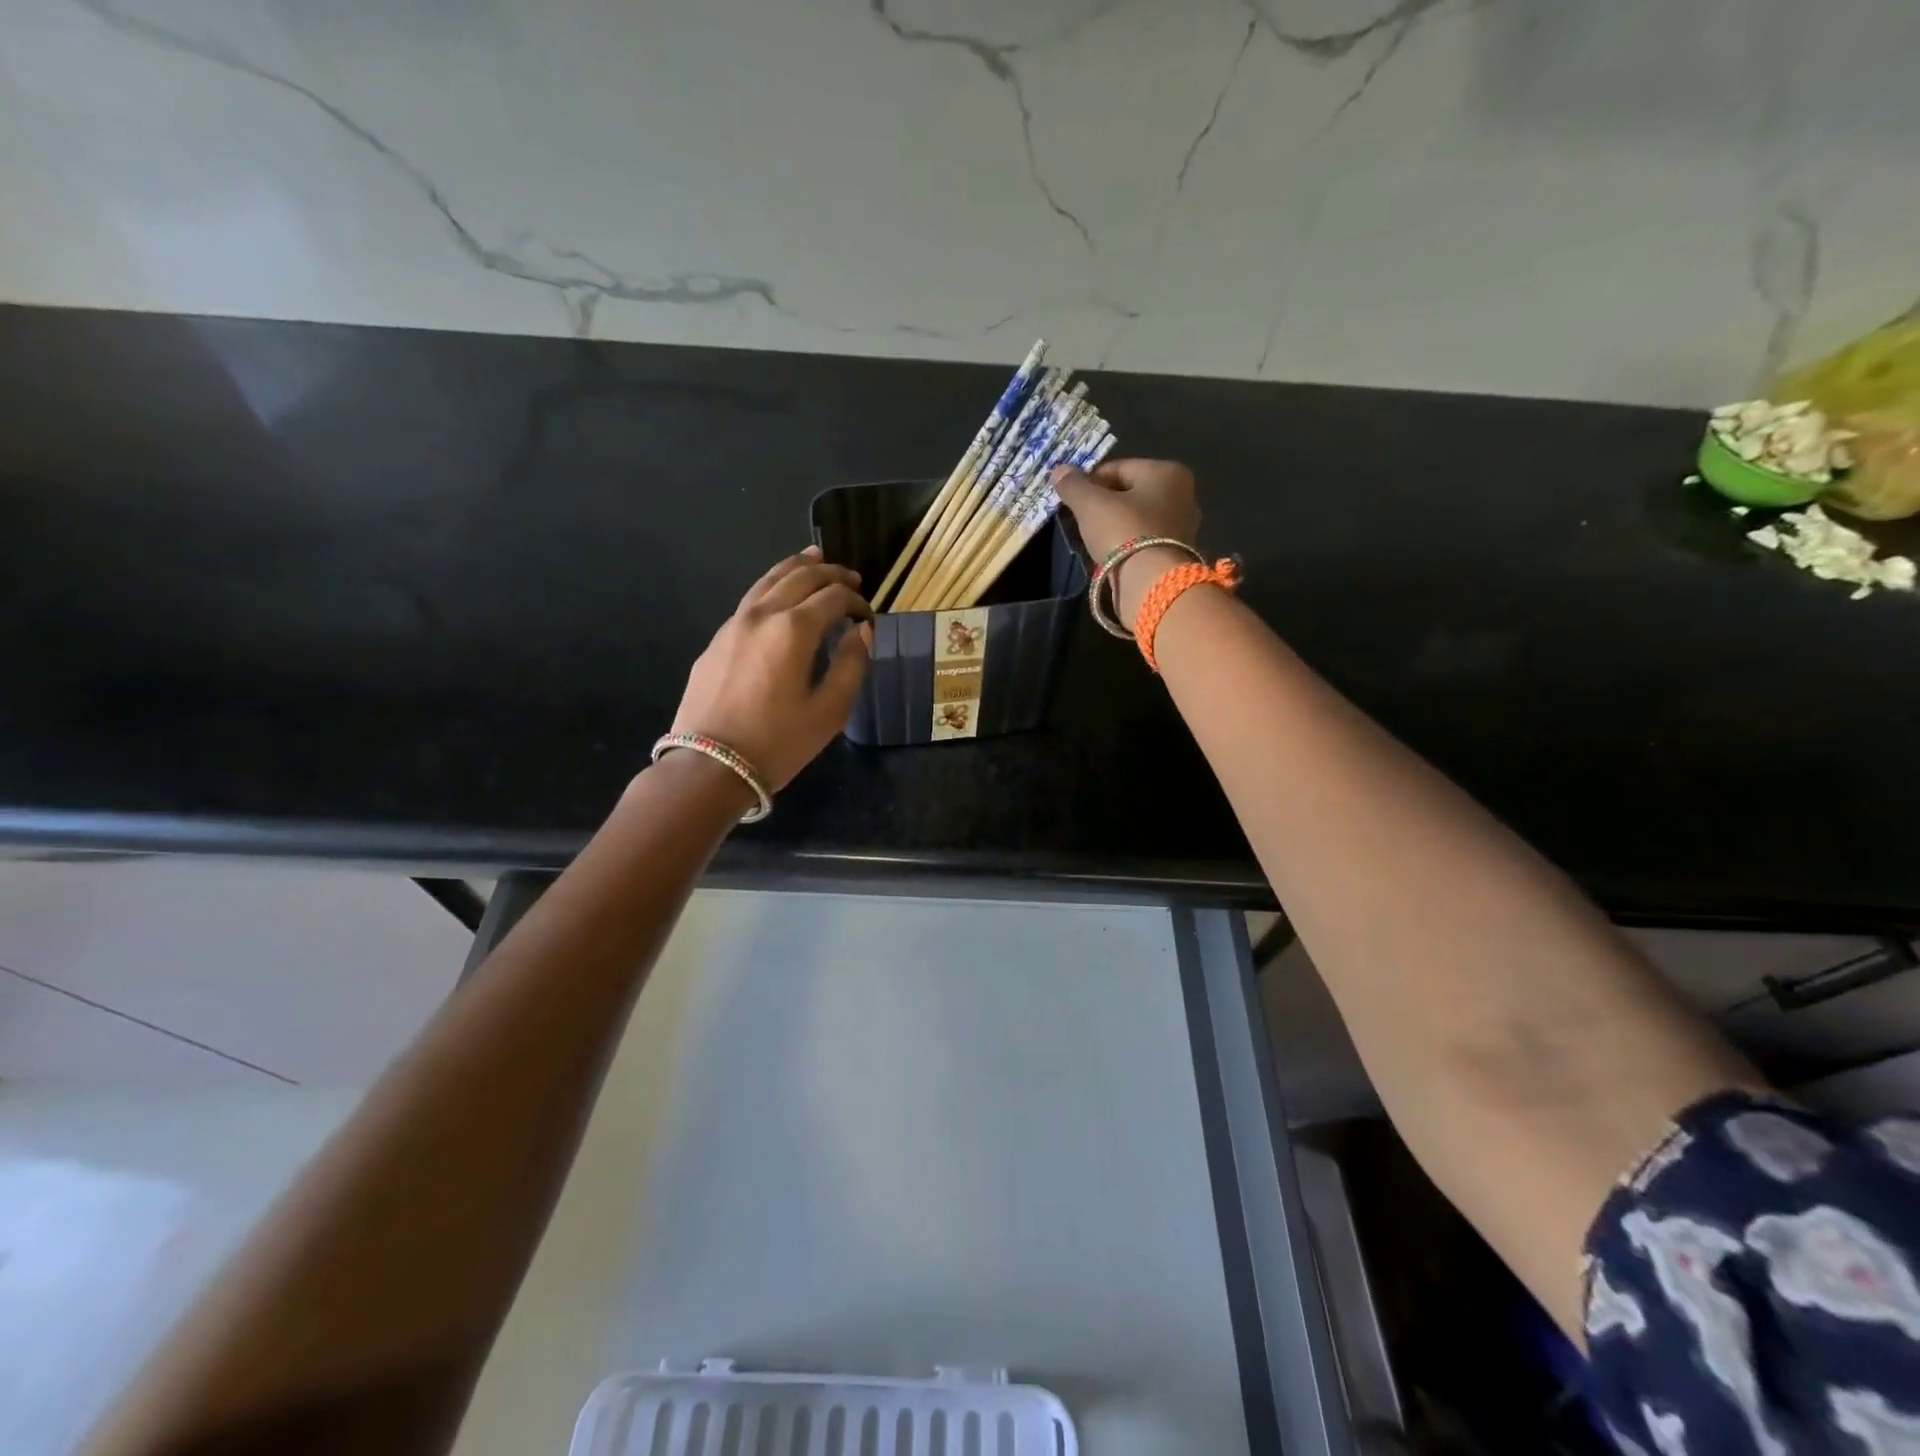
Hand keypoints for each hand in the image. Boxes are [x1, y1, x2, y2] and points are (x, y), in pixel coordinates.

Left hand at [671, 546, 871, 791]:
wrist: (709, 765)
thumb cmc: (778, 742)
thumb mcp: (829, 711)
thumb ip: (852, 665)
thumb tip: (862, 631)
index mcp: (794, 629)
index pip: (833, 597)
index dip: (856, 601)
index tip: (869, 615)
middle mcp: (762, 614)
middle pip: (800, 577)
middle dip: (830, 573)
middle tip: (851, 579)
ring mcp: (733, 624)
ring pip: (768, 580)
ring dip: (796, 567)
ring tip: (814, 558)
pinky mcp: (716, 640)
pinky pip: (750, 600)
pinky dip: (772, 587)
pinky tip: (779, 597)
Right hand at [1052, 458, 1202, 624]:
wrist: (1151, 583)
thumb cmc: (1123, 532)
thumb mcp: (1090, 505)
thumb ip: (1074, 485)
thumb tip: (1058, 471)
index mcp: (1167, 472)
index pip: (1118, 468)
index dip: (1089, 482)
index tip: (1071, 500)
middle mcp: (1182, 494)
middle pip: (1129, 493)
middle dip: (1102, 504)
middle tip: (1079, 520)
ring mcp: (1182, 526)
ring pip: (1136, 518)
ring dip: (1113, 526)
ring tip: (1091, 539)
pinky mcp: (1176, 554)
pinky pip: (1143, 540)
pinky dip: (1125, 544)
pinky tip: (1108, 554)